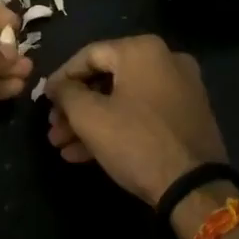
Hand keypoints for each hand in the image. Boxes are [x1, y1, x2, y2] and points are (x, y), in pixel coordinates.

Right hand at [43, 35, 226, 206]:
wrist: (194, 188)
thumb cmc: (136, 141)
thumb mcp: (89, 117)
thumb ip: (66, 93)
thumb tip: (58, 86)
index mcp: (142, 50)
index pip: (88, 55)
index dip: (61, 78)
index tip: (44, 100)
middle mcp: (166, 59)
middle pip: (106, 79)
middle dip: (75, 107)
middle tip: (54, 128)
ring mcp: (181, 88)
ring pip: (123, 99)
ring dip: (92, 121)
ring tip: (64, 146)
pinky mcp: (188, 115)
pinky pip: (143, 113)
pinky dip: (117, 126)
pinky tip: (87, 154)